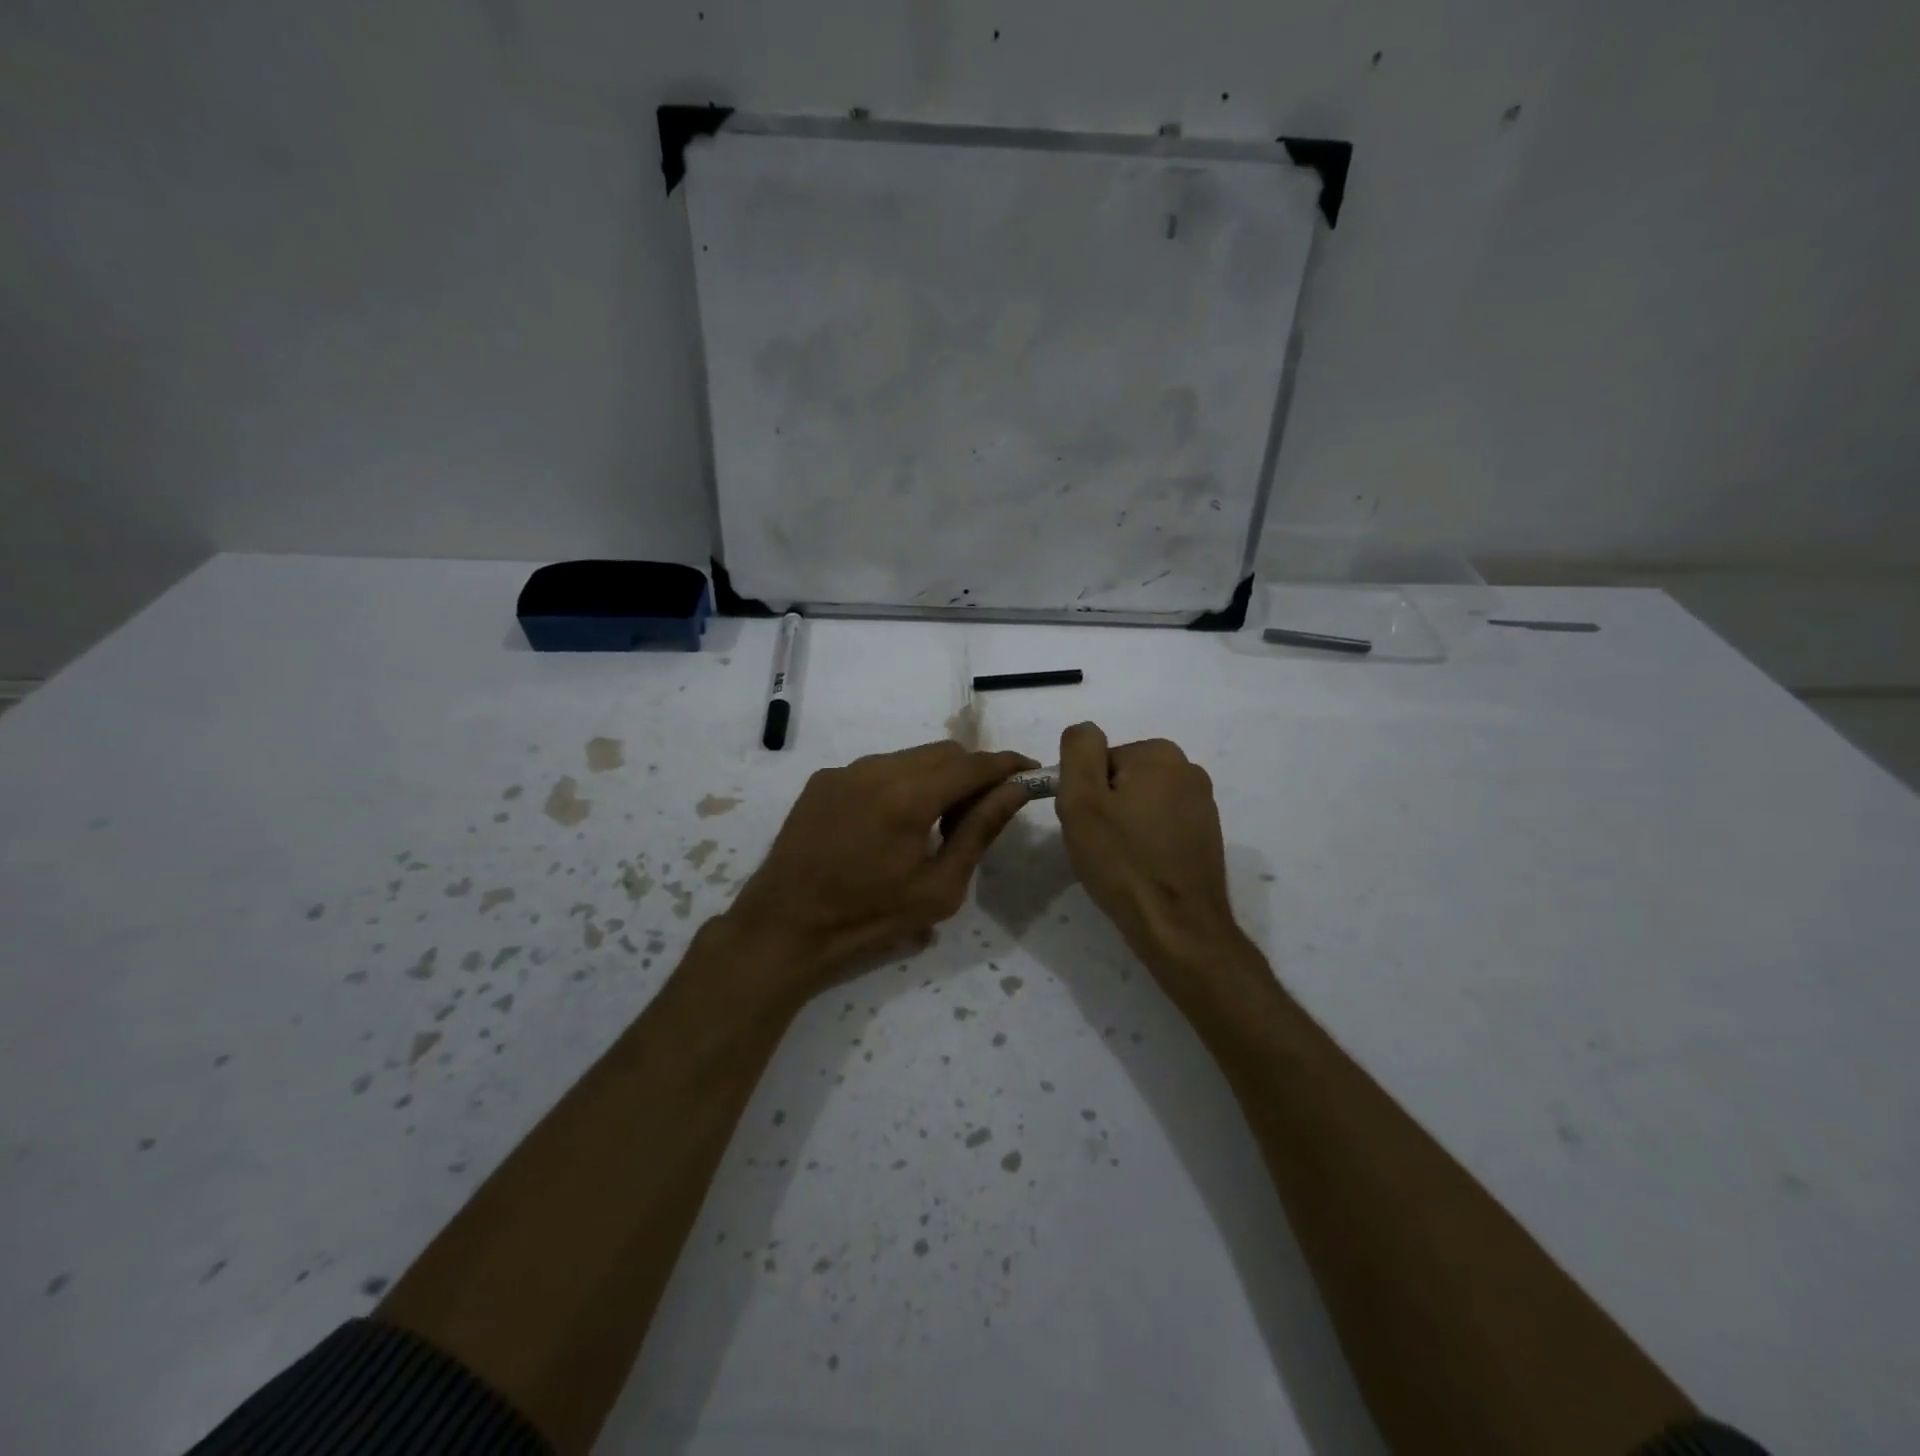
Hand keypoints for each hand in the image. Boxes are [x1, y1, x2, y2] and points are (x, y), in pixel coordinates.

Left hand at [723, 742, 1034, 999]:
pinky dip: (900, 783)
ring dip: (936, 777)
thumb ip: (980, 831)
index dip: (1007, 765)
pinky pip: (878, 768)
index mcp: (910, 796)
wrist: (785, 925)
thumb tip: (1014, 791)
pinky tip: (891, 824)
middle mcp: (878, 768)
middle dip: (972, 773)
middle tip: (979, 813)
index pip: (974, 764)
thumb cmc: (868, 917)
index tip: (1030, 773)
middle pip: (945, 752)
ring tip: (934, 823)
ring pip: (911, 757)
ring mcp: (846, 769)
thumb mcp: (939, 887)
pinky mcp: (824, 778)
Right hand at [1055, 723, 1247, 985]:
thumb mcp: (1081, 799)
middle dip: (1105, 806)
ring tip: (1121, 861)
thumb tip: (1085, 731)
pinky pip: (1161, 824)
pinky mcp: (1207, 833)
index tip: (1088, 824)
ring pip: (1141, 802)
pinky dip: (1147, 840)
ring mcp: (1203, 802)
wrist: (1177, 926)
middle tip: (1100, 844)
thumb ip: (1079, 750)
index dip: (1084, 793)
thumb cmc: (1122, 861)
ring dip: (1125, 824)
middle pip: (1121, 778)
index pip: (1098, 761)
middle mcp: (1188, 769)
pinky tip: (1143, 868)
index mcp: (1159, 754)